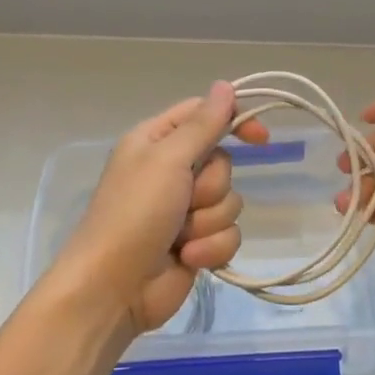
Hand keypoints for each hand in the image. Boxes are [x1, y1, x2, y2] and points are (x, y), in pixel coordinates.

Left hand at [52, 81, 270, 339]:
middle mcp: (171, 170)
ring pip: (230, 201)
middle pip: (222, 163)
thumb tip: (225, 85)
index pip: (204, 114)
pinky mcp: (197, 243)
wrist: (113, 290)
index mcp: (156, 140)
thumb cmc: (134, 214)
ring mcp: (184, 210)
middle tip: (185, 200)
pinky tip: (186, 259)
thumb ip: (202, 125)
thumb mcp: (168, 160)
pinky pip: (228, 234)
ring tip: (180, 237)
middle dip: (210, 187)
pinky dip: (210, 248)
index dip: (234, 121)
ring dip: (208, 222)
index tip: (260, 137)